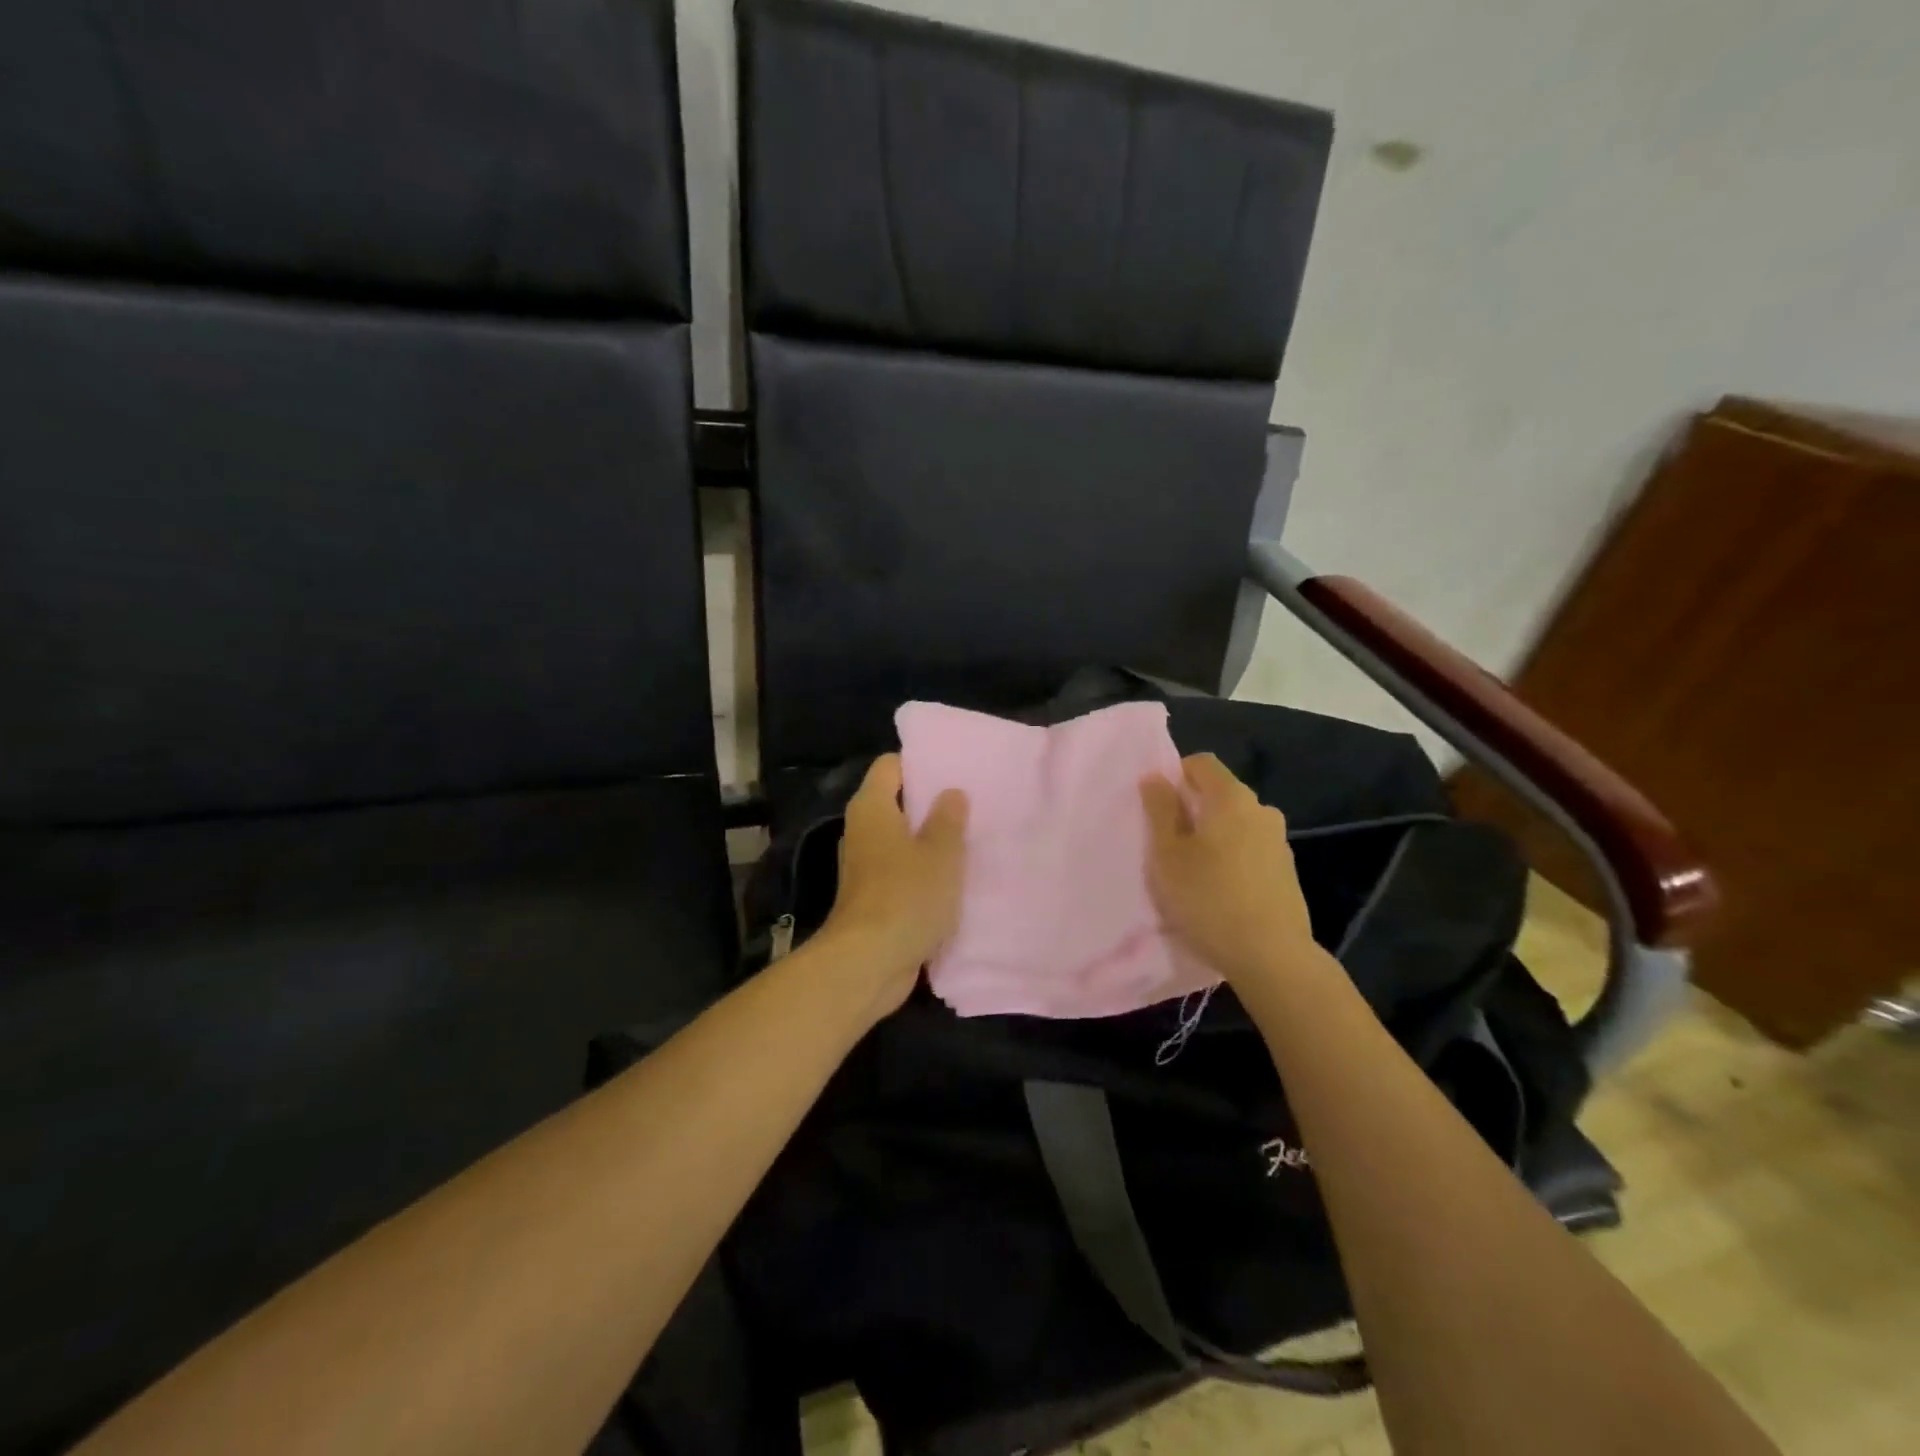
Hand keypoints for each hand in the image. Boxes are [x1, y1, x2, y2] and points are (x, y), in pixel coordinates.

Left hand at [819, 754, 968, 1015]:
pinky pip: (901, 871)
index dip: (920, 763)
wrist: (868, 963)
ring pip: (900, 840)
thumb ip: (948, 819)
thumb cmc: (906, 896)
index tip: (954, 770)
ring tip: (969, 839)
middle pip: (896, 802)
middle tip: (972, 804)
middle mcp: (862, 830)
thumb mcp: (941, 853)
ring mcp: (865, 866)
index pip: (890, 766)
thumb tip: (951, 793)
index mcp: (872, 808)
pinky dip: (922, 871)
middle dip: (931, 803)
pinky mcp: (873, 897)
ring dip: (929, 841)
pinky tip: (953, 879)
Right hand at [1140, 753, 1315, 984]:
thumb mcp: (1167, 854)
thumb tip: (1156, 777)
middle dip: (1191, 810)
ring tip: (1190, 874)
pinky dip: (1230, 860)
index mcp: (1232, 798)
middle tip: (1165, 844)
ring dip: (1211, 838)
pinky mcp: (1285, 873)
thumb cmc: (1208, 898)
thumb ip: (1160, 810)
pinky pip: (1248, 851)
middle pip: (1219, 795)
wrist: (1271, 957)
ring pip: (1234, 826)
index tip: (1156, 807)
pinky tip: (1216, 893)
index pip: (1202, 763)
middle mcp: (1261, 810)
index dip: (1175, 775)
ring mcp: (1278, 842)